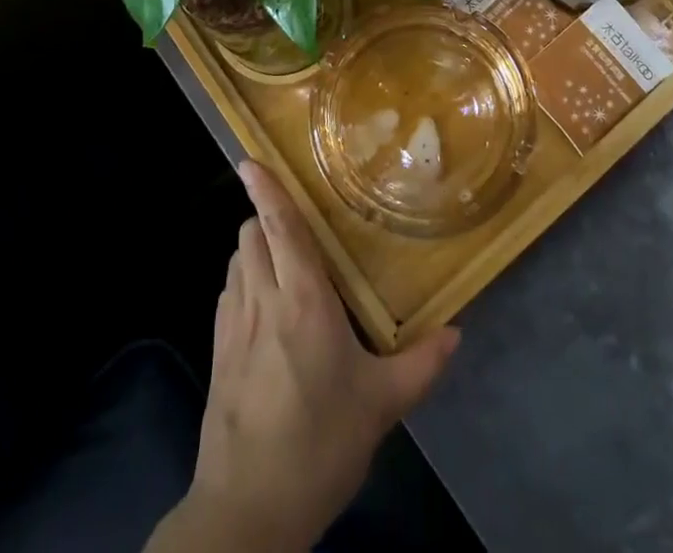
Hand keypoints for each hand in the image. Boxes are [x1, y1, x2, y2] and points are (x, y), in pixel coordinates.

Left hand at [173, 161, 459, 551]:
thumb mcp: (380, 406)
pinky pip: (227, 292)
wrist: (247, 512)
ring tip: (284, 262)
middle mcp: (262, 298)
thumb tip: (457, 333)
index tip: (250, 159)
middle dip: (267, 217)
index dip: (265, 189)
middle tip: (299, 226)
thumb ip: (421, 364)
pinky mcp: (215, 350)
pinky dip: (242, 279)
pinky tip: (264, 305)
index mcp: (302, 300)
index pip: (279, 227)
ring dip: (254, 248)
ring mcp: (232, 324)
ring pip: (235, 259)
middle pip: (251, 234)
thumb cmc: (319, 445)